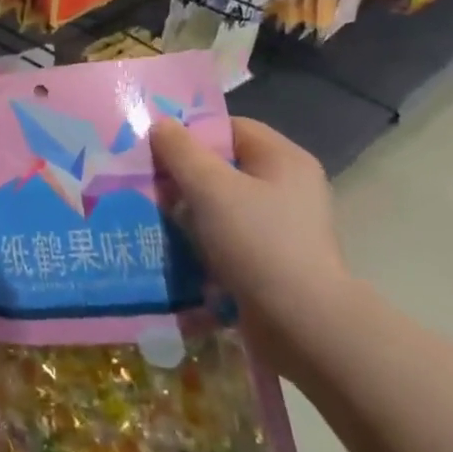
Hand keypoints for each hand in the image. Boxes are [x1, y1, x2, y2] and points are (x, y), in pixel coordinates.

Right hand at [149, 117, 351, 376]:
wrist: (304, 326)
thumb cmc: (258, 243)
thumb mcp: (210, 188)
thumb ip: (181, 151)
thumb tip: (160, 125)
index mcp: (283, 159)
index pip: (230, 128)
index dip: (191, 134)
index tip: (156, 151)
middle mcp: (289, 188)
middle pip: (224, 167)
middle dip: (184, 176)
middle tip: (148, 186)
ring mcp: (283, 227)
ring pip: (223, 205)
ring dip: (189, 212)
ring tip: (154, 219)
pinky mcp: (274, 261)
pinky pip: (230, 238)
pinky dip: (204, 242)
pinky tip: (176, 251)